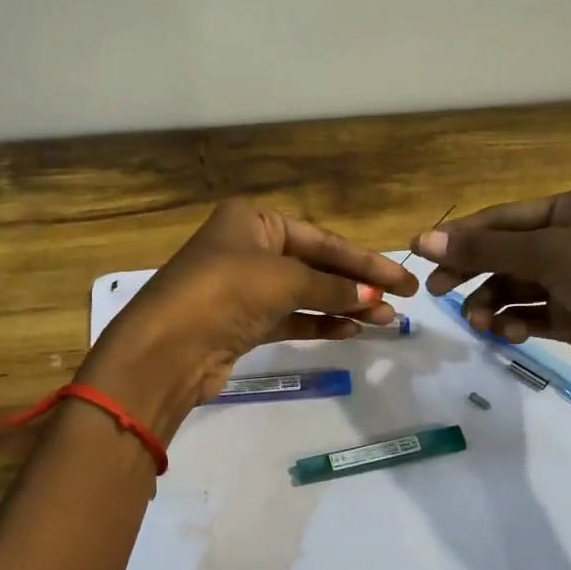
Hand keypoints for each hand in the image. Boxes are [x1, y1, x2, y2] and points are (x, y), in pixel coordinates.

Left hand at [83, 199, 418, 439]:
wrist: (167, 349)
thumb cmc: (226, 292)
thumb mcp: (284, 279)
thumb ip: (331, 286)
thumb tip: (373, 296)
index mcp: (253, 220)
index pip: (321, 239)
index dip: (364, 260)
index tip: (401, 280)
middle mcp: (248, 248)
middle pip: (316, 265)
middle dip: (358, 284)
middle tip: (402, 301)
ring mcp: (244, 288)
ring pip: (305, 294)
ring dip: (344, 307)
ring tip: (385, 321)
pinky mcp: (242, 324)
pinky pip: (290, 319)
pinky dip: (319, 324)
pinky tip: (352, 331)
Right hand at [414, 187, 570, 400]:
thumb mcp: (552, 253)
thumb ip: (487, 248)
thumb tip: (424, 239)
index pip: (506, 218)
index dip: (462, 234)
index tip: (419, 252)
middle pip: (509, 253)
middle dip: (474, 272)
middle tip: (438, 291)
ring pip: (519, 288)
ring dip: (494, 303)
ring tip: (479, 322)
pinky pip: (535, 316)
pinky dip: (517, 323)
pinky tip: (510, 334)